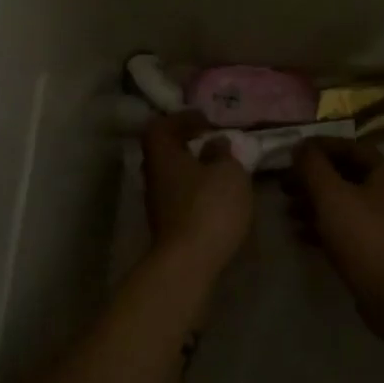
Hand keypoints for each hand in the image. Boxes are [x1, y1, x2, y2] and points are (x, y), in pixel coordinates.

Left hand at [142, 113, 252, 280]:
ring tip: (221, 170)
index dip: (180, 119)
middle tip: (214, 143)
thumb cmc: (209, 207)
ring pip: (173, 176)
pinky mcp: (168, 226)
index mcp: (163, 155)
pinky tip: (218, 197)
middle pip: (164, 152)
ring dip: (194, 169)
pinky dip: (196, 190)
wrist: (189, 263)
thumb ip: (223, 153)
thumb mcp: (229, 172)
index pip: (160, 126)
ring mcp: (158, 204)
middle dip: (187, 144)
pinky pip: (181, 196)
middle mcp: (154, 176)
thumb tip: (215, 142)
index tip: (205, 121)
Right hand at [291, 139, 383, 342]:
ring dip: (313, 204)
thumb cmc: (366, 237)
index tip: (291, 151)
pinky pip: (345, 230)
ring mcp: (383, 223)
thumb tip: (300, 146)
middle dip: (312, 179)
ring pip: (342, 204)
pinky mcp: (376, 250)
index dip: (319, 146)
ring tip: (286, 210)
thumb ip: (313, 167)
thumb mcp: (332, 196)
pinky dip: (322, 228)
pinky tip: (299, 234)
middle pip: (344, 176)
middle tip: (283, 185)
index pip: (349, 147)